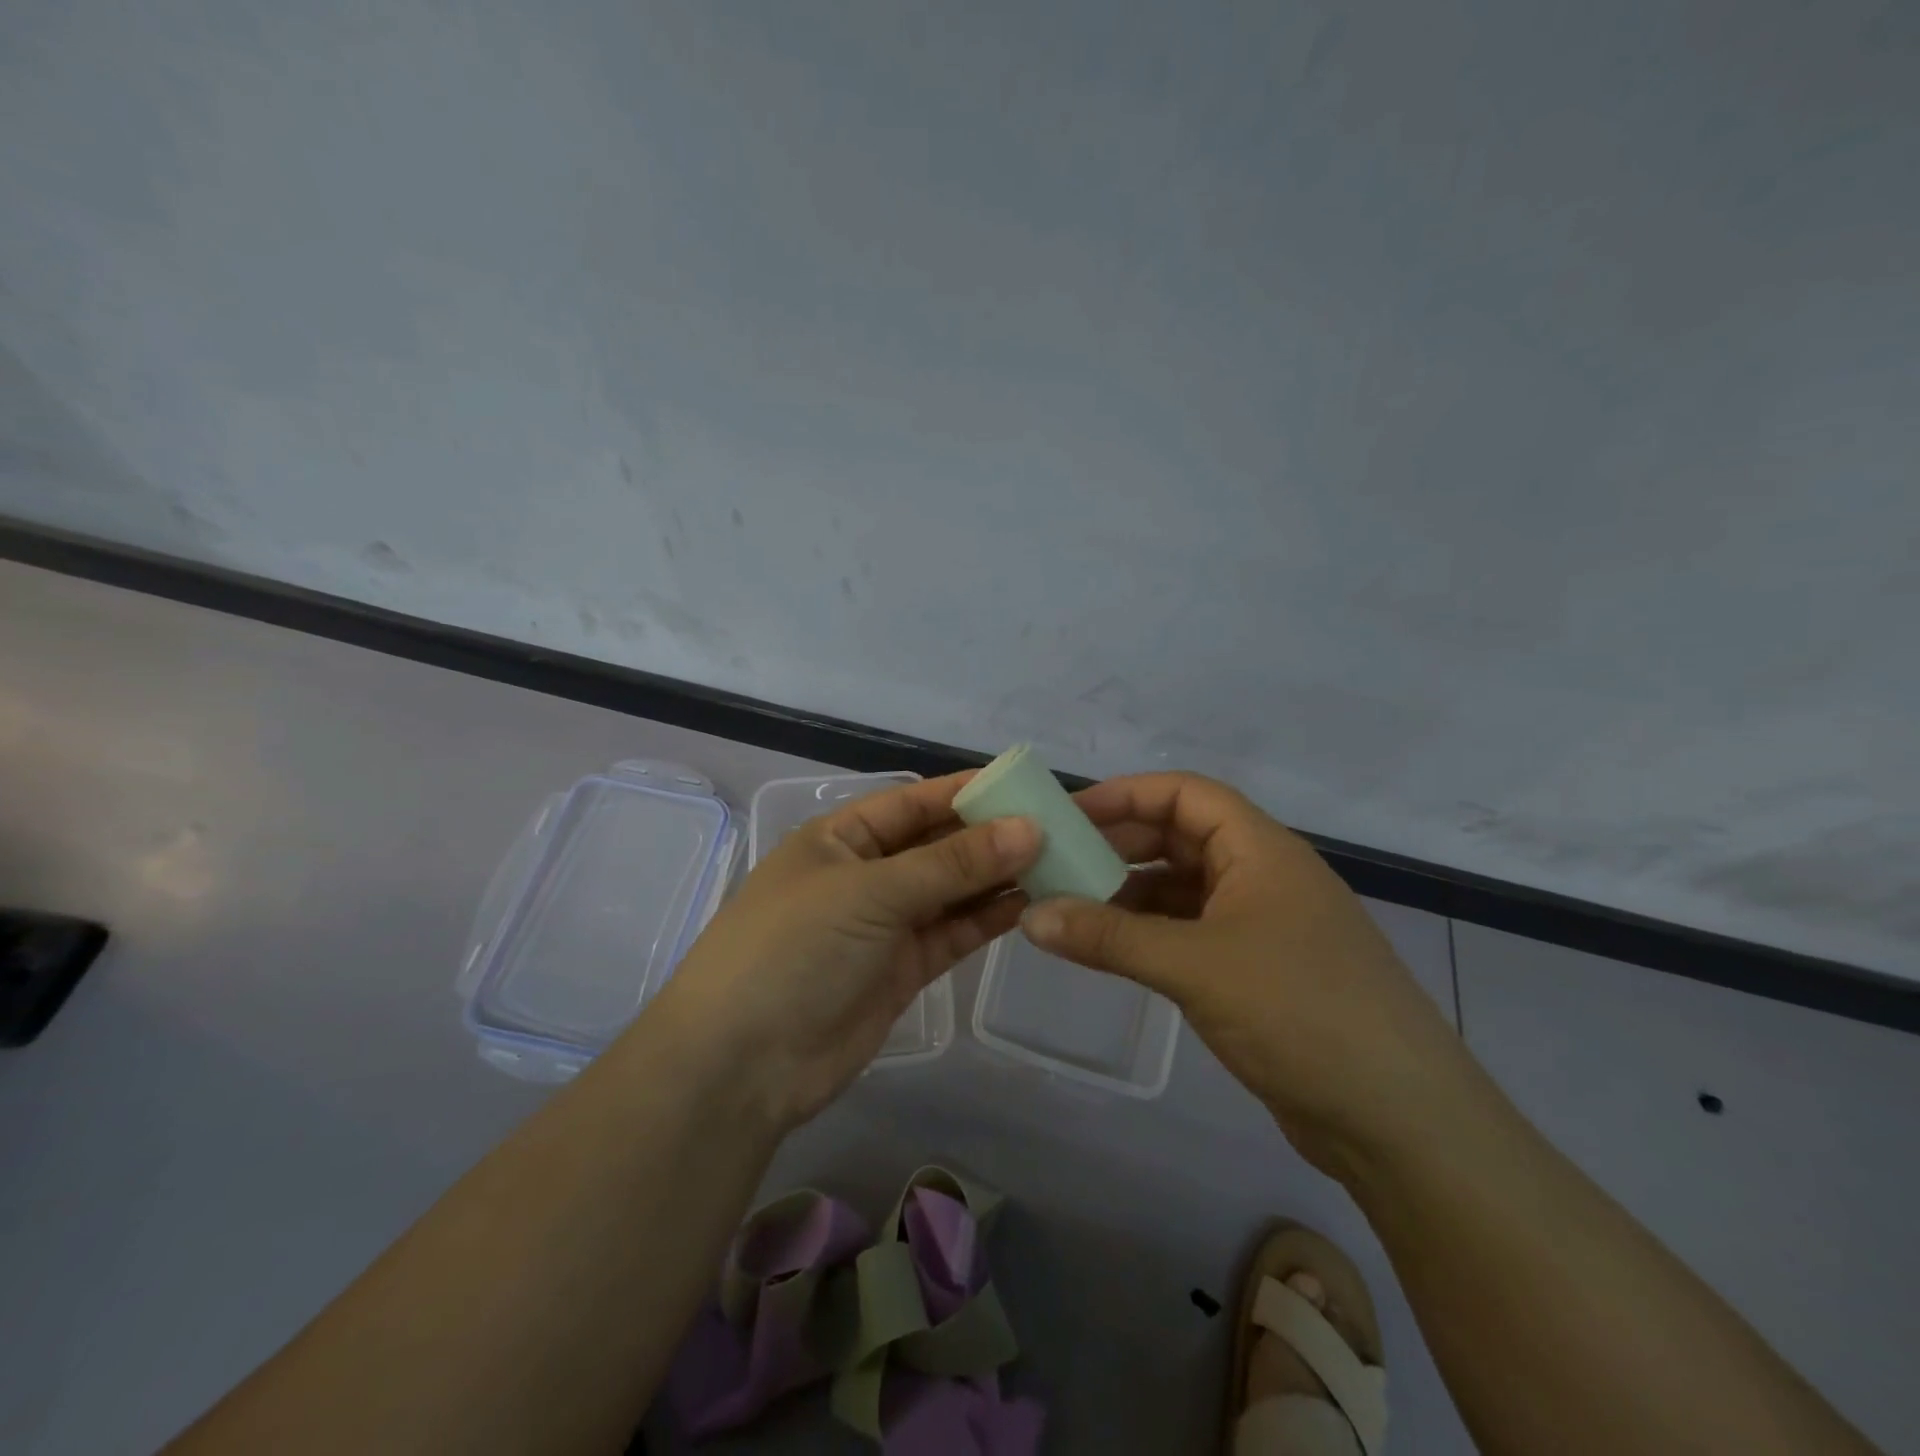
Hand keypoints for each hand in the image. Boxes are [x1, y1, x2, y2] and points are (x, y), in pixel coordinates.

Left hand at [646, 773, 1040, 1131]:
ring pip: (953, 889)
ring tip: (1060, 860)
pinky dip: (989, 917)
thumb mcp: (870, 892)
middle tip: (1060, 826)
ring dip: (999, 876)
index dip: (967, 791)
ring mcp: (886, 924)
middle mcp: (866, 874)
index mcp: (841, 838)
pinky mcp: (904, 969)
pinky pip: (954, 932)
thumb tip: (1029, 828)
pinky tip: (1031, 901)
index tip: (1027, 784)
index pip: (914, 802)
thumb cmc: (794, 949)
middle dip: (992, 835)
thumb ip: (952, 864)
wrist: (742, 1066)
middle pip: (938, 845)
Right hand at [1019, 772, 1472, 1177]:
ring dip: (1130, 892)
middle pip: (1181, 836)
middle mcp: (1263, 874)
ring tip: (1072, 907)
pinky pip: (1192, 931)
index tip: (1067, 815)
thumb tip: (1032, 917)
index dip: (1125, 794)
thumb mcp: (1195, 967)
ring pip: (1184, 887)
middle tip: (1059, 863)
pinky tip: (1113, 950)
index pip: (1185, 793)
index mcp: (1261, 849)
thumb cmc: (1300, 1013)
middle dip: (1120, 844)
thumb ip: (1108, 938)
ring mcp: (1264, 924)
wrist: (1402, 1121)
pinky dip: (1151, 932)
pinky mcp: (1260, 970)